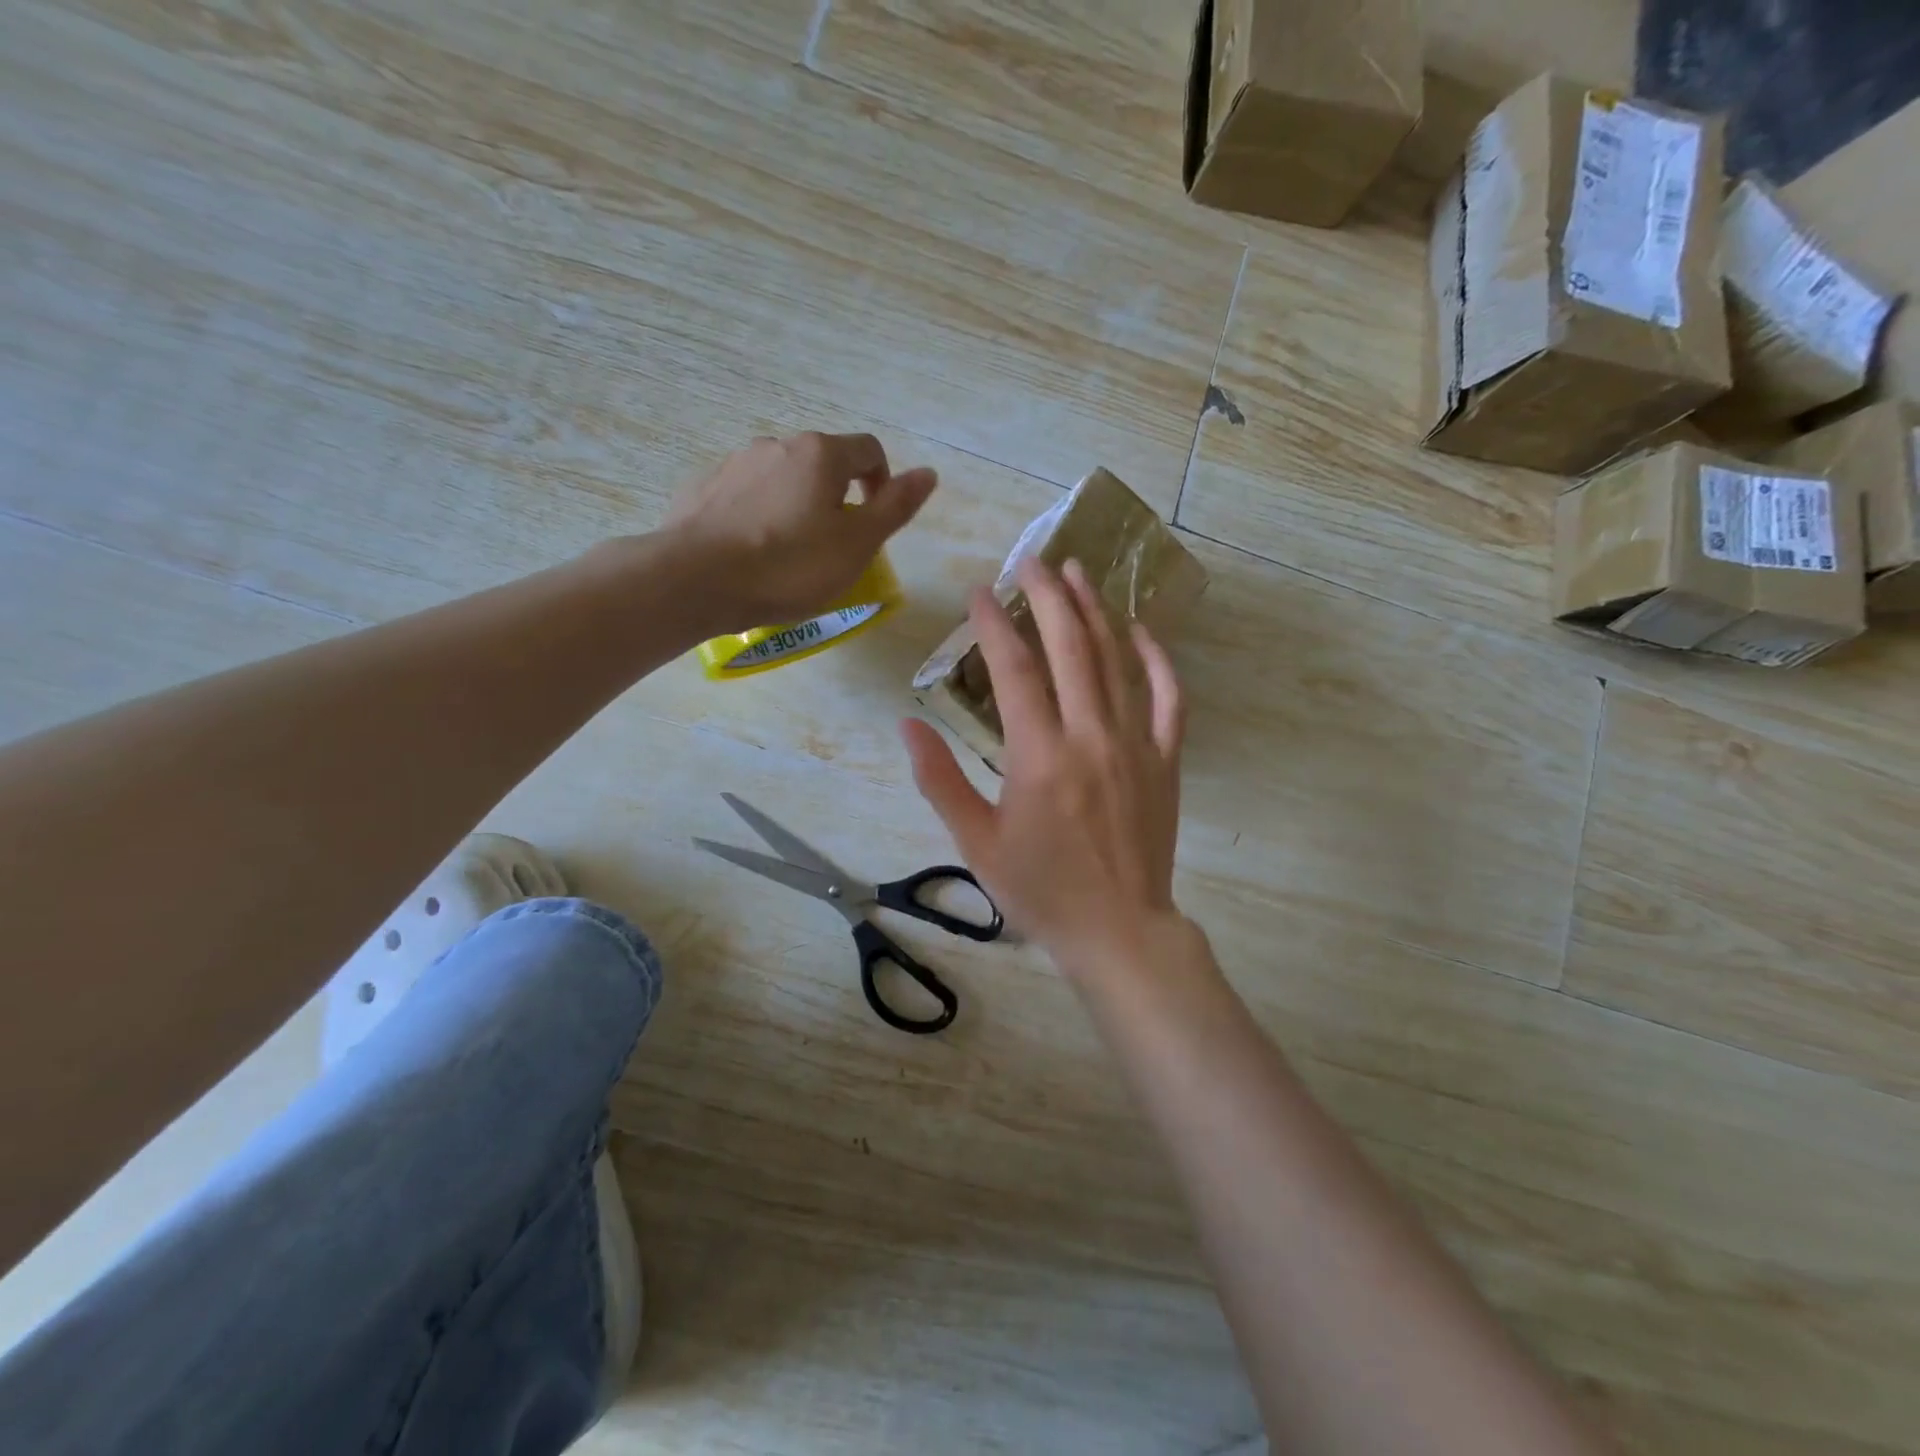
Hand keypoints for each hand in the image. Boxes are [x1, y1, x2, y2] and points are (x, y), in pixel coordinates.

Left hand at [664, 432, 936, 633]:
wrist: (696, 580)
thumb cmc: (789, 566)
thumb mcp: (856, 545)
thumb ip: (895, 507)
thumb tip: (929, 473)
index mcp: (821, 454)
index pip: (868, 450)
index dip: (882, 481)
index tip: (874, 520)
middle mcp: (777, 445)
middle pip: (822, 463)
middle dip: (836, 497)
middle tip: (834, 545)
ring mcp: (734, 463)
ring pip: (780, 479)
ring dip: (795, 505)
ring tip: (788, 554)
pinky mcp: (702, 487)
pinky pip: (744, 495)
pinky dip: (757, 514)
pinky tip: (750, 552)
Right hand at [902, 558, 1187, 979]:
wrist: (1119, 930)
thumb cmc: (1040, 891)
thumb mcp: (976, 843)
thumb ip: (940, 780)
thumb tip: (909, 724)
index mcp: (1039, 756)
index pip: (1014, 668)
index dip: (995, 623)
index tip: (980, 592)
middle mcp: (1091, 736)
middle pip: (1070, 646)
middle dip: (1048, 595)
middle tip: (1032, 561)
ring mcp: (1136, 744)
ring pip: (1118, 659)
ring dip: (1095, 610)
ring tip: (1077, 573)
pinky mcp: (1166, 759)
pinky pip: (1168, 697)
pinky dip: (1156, 658)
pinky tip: (1140, 630)